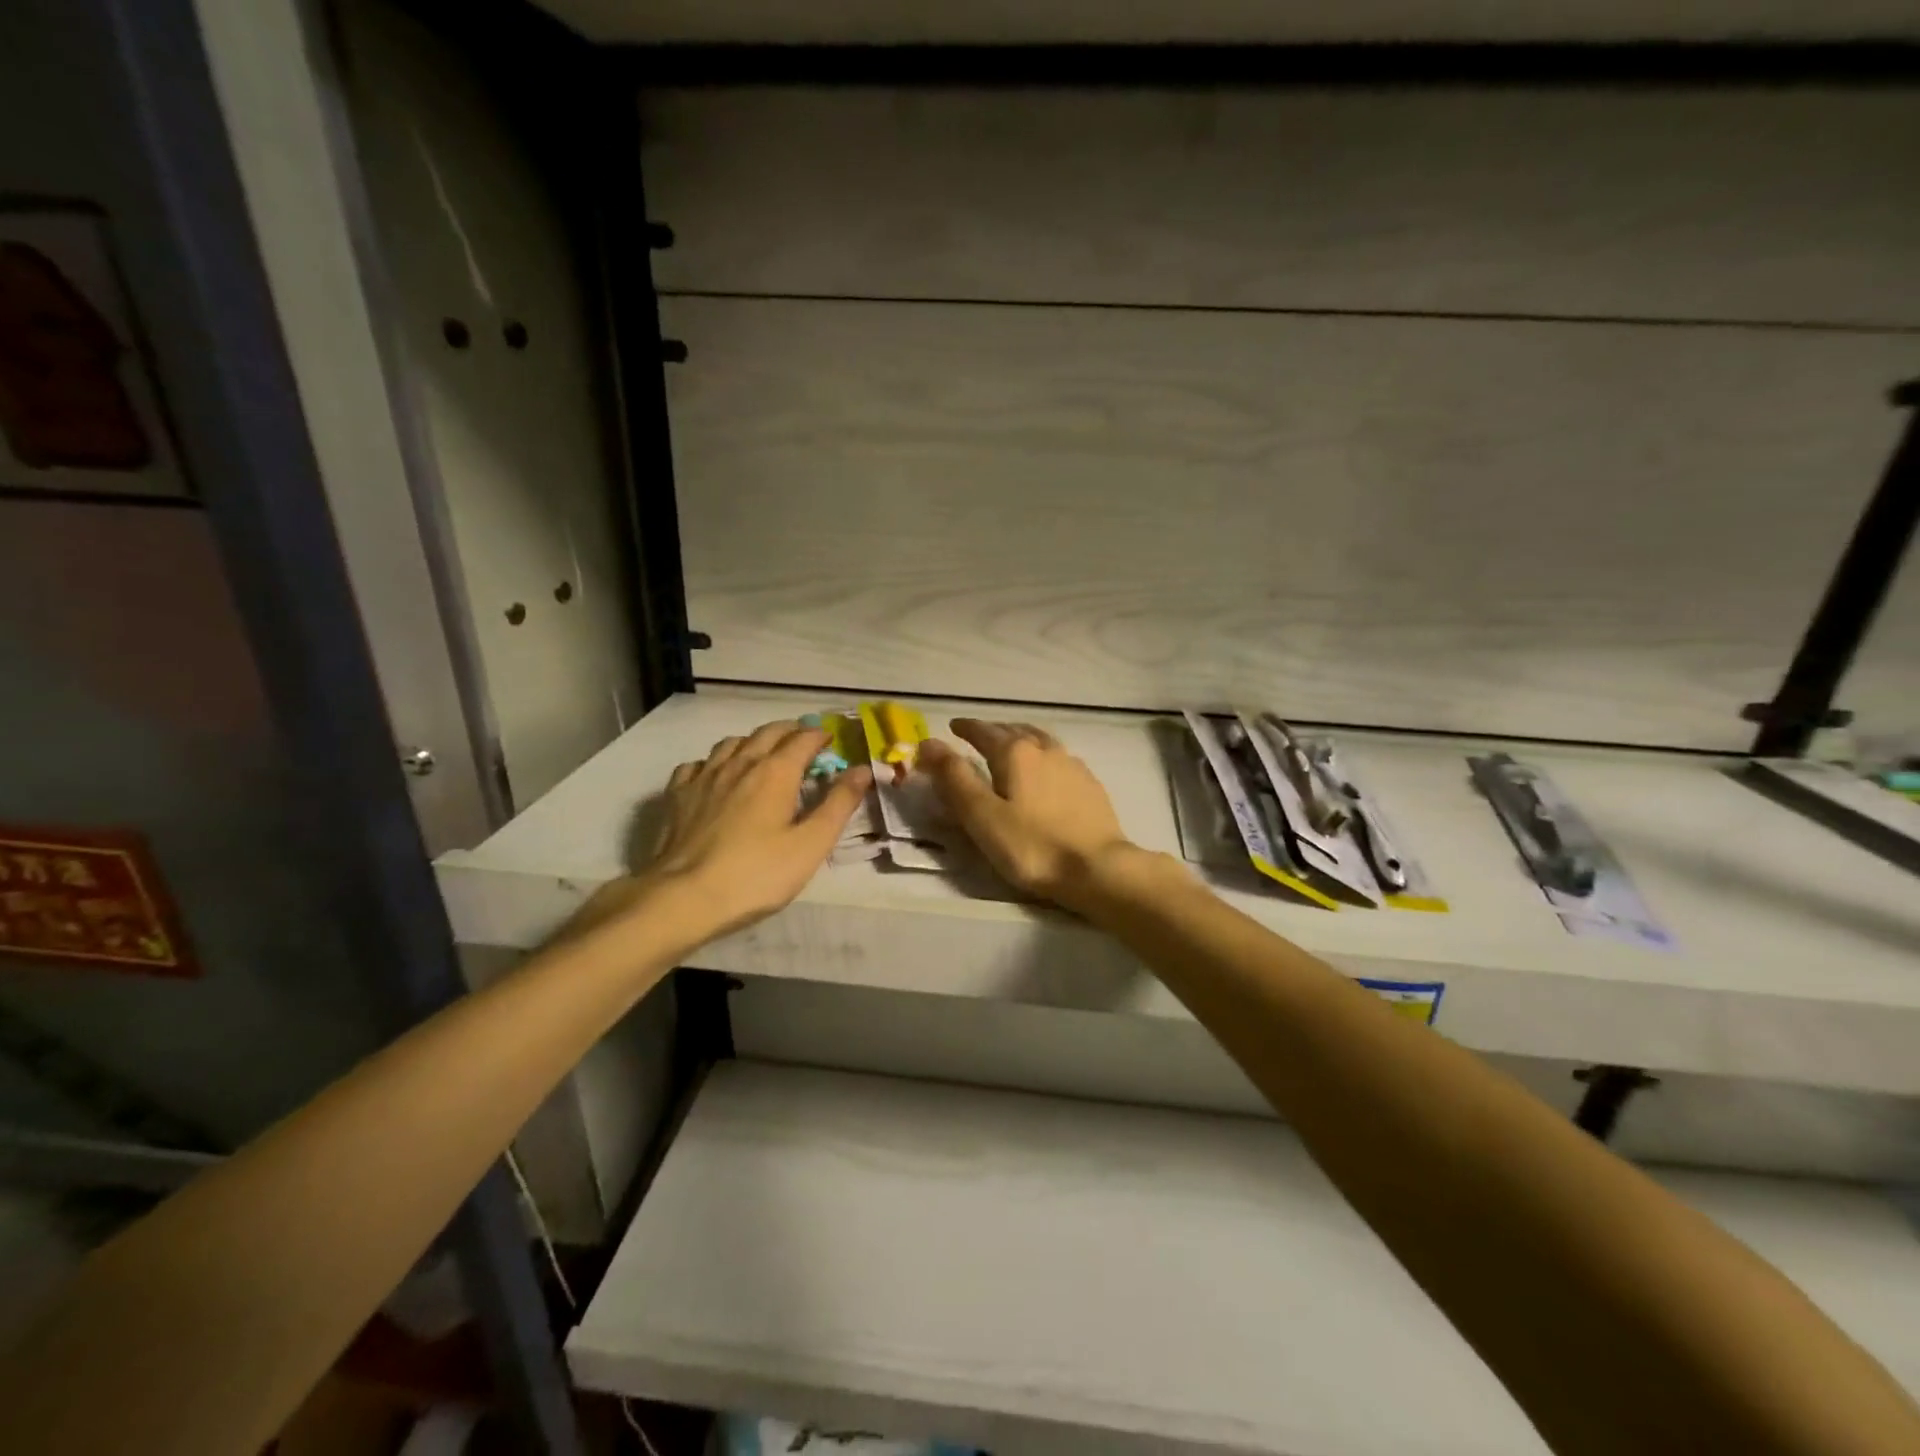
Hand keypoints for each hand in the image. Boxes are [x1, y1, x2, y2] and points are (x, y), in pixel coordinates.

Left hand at [576, 721, 870, 947]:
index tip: (832, 742)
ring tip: (763, 754)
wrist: (684, 897)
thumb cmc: (756, 874)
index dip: (820, 736)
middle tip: (804, 743)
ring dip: (753, 742)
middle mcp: (740, 763)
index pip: (803, 739)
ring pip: (732, 743)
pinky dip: (715, 762)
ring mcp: (704, 776)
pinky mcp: (678, 795)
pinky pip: (699, 764)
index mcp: (775, 772)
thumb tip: (862, 769)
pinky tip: (717, 776)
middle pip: (768, 733)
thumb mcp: (811, 844)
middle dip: (790, 732)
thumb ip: (838, 804)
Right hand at [917, 719, 1136, 910]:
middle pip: (1013, 730)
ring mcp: (1072, 765)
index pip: (983, 731)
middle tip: (977, 737)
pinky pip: (1059, 758)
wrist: (1098, 868)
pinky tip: (1046, 771)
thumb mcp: (982, 816)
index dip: (965, 728)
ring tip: (1011, 745)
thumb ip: (954, 778)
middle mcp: (1045, 749)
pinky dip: (1043, 756)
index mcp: (1015, 753)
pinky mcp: (1090, 785)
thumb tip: (928, 742)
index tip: (953, 727)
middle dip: (992, 730)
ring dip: (1020, 738)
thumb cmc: (1032, 846)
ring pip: (1040, 740)